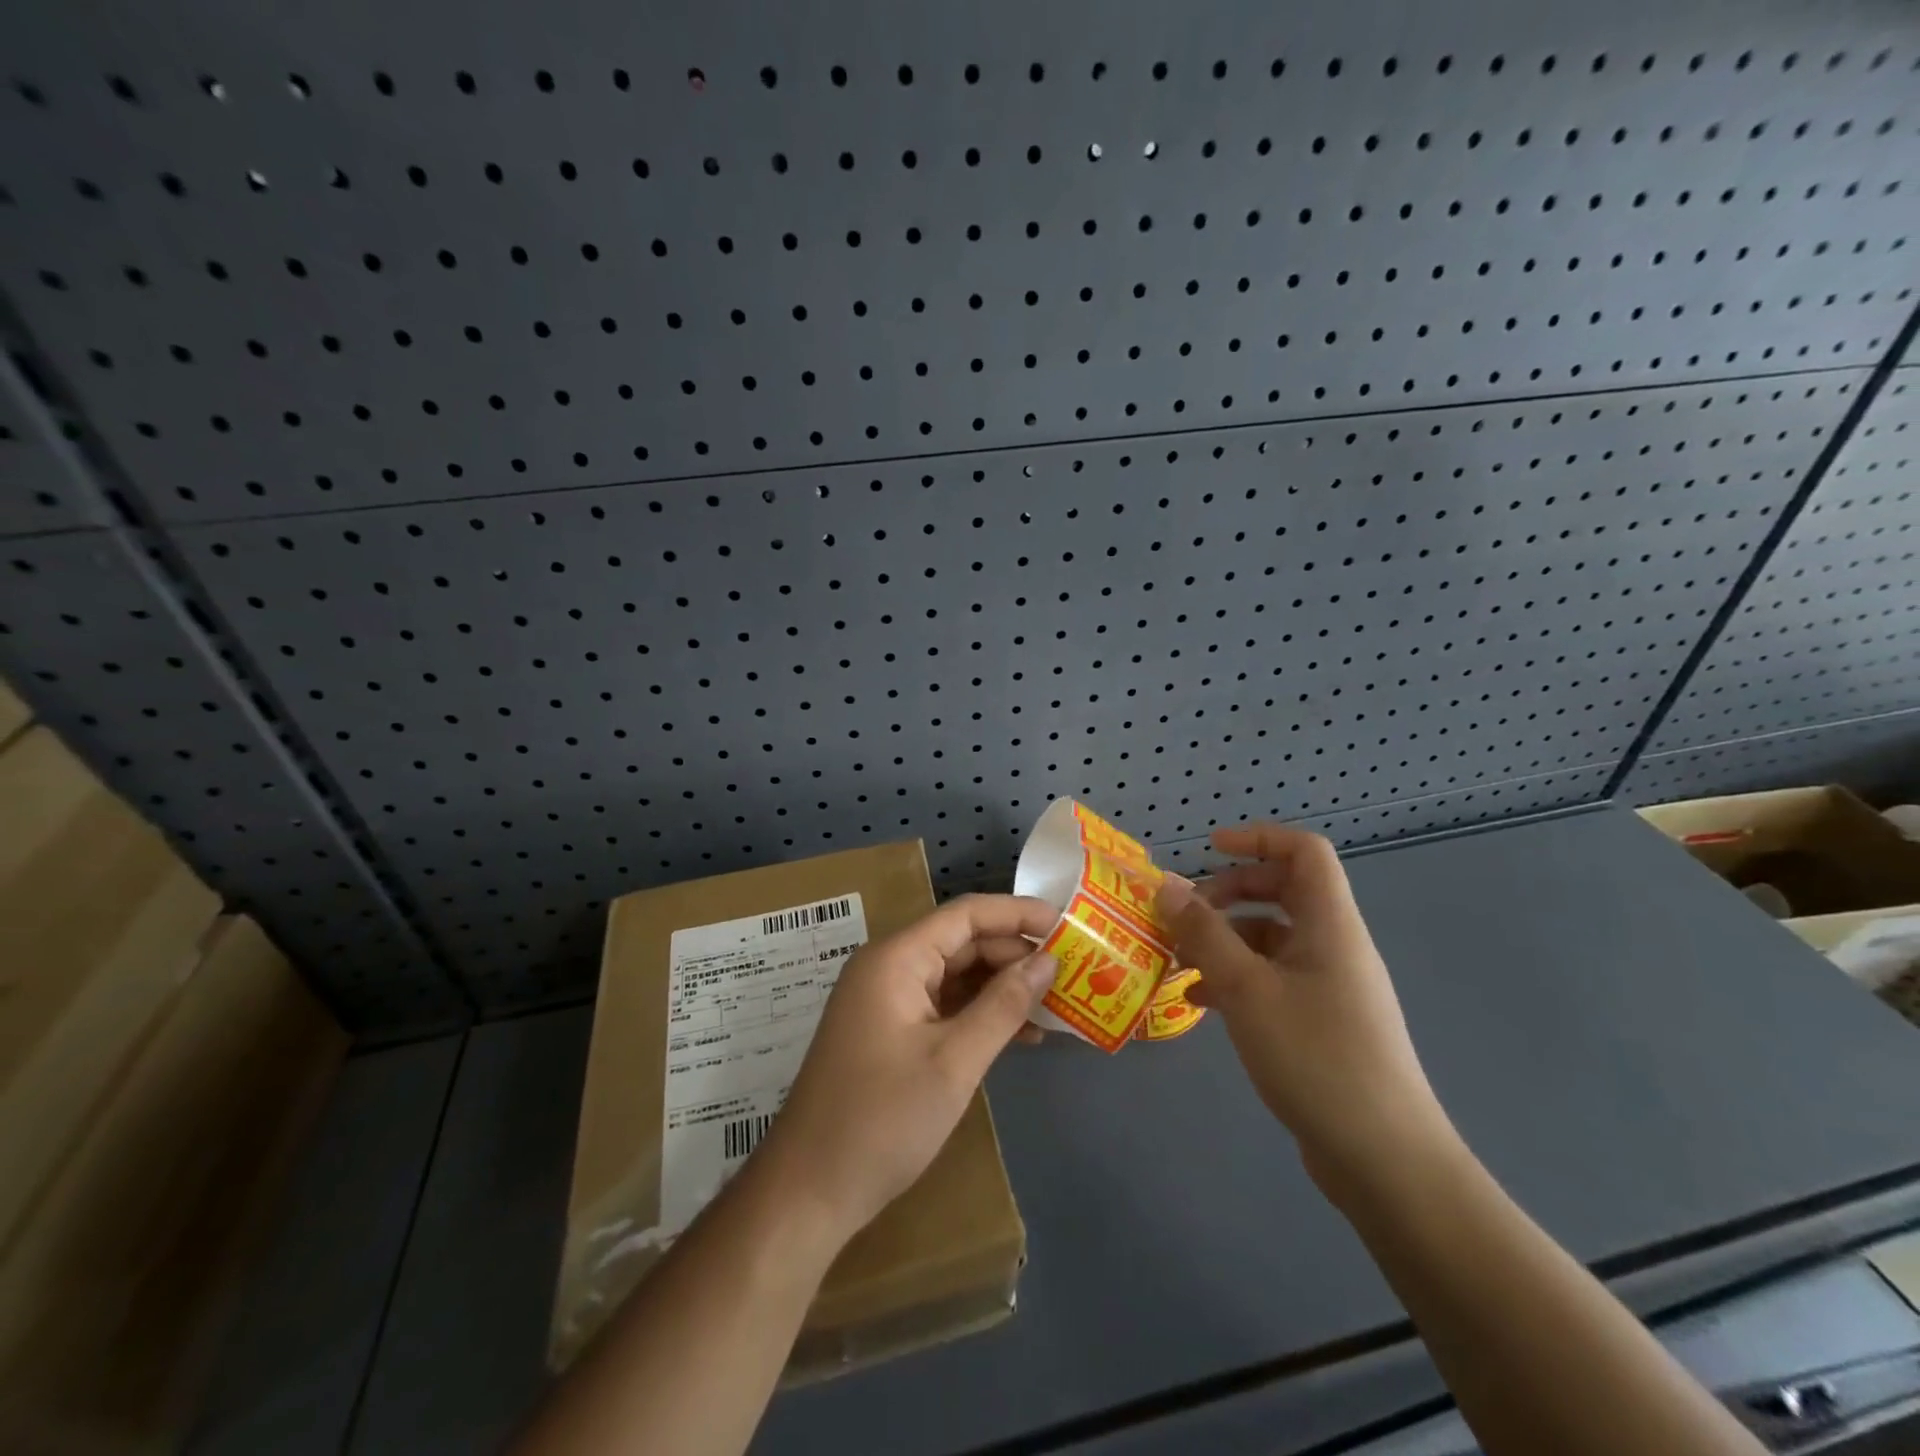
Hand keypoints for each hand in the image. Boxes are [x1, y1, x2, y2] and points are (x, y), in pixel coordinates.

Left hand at [761, 894, 1057, 1241]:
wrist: (809, 1190)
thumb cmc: (882, 1120)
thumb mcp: (954, 1061)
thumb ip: (1003, 1005)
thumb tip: (1047, 961)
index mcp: (897, 958)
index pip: (967, 915)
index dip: (1018, 914)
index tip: (1068, 926)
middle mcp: (889, 966)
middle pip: (962, 942)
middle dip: (1015, 955)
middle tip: (1071, 975)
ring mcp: (887, 999)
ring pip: (955, 974)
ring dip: (1002, 987)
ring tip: (1055, 1006)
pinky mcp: (890, 1030)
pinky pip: (943, 1004)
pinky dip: (979, 1013)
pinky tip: (1018, 1034)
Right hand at [1158, 825, 1454, 1197]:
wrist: (1385, 1160)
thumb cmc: (1317, 1058)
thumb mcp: (1246, 990)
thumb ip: (1204, 933)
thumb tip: (1167, 886)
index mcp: (1330, 925)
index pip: (1304, 851)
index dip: (1258, 839)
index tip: (1209, 851)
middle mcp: (1334, 945)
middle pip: (1283, 891)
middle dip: (1228, 893)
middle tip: (1184, 914)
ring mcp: (1330, 985)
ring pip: (1272, 938)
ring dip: (1224, 939)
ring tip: (1178, 961)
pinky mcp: (1321, 1021)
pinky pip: (1273, 978)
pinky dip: (1236, 977)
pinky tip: (1200, 1002)